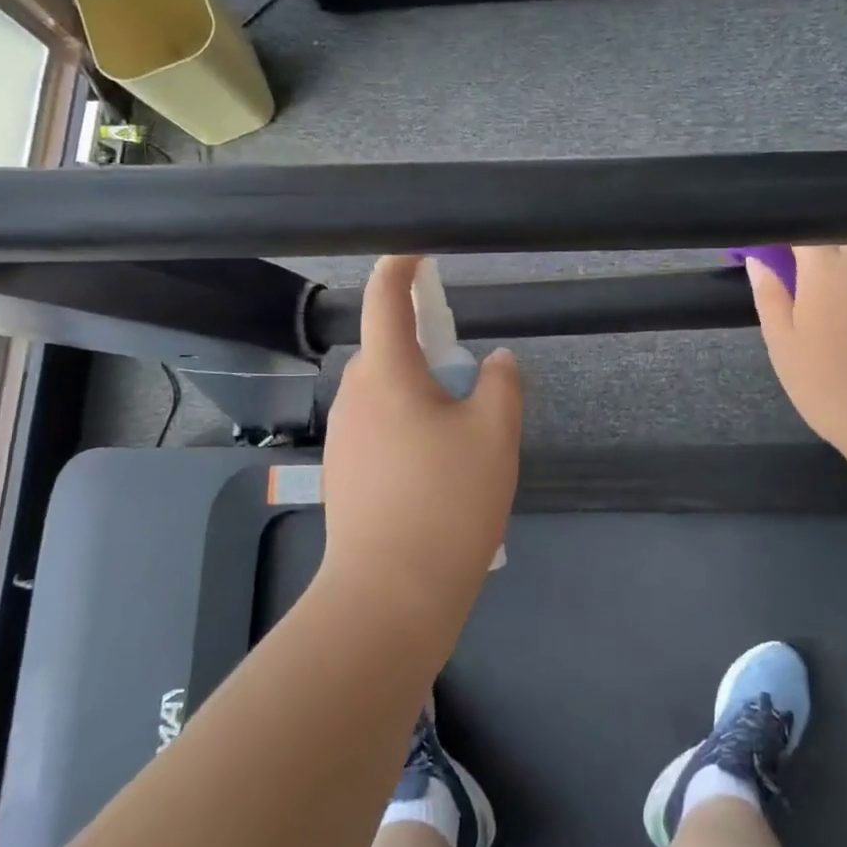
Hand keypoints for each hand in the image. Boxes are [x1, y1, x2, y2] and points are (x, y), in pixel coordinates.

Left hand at [322, 256, 522, 621]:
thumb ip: (501, 384)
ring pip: (385, 391)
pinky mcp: (345, 473)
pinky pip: (380, 427)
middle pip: (388, 348)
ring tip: (460, 427)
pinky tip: (437, 466)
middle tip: (465, 365)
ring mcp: (344, 437)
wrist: (390, 595)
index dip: (401, 266)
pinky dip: (407, 424)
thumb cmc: (447, 501)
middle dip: (423, 342)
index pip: (386, 299)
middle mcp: (355, 396)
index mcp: (387, 374)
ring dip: (418, 389)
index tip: (418, 251)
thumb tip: (497, 360)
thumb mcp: (493, 435)